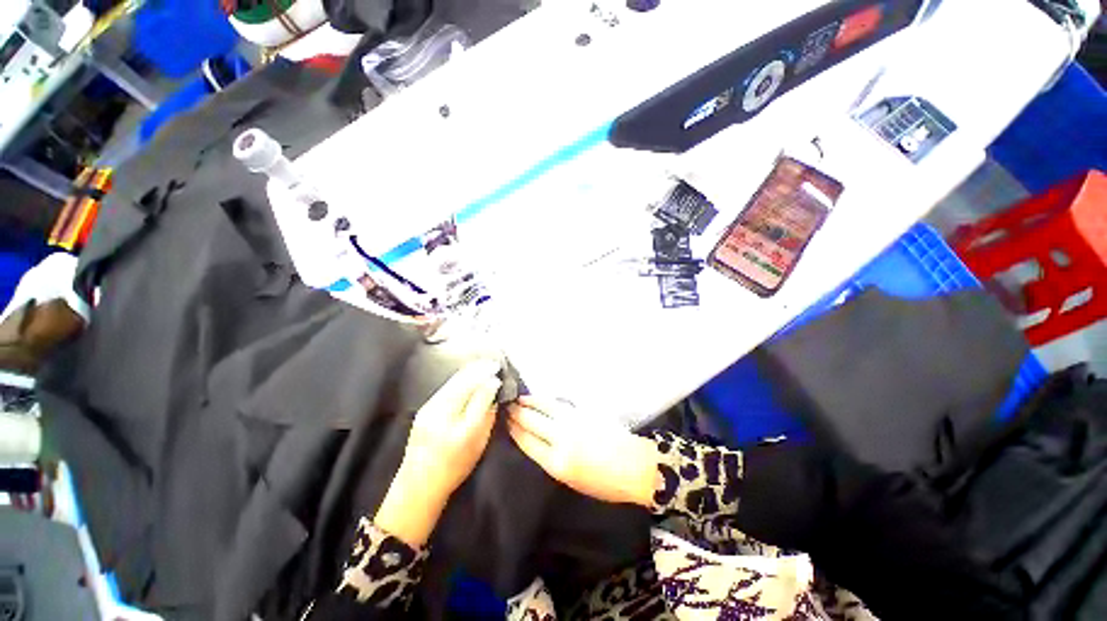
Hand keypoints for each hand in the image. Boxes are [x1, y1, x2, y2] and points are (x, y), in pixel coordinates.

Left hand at [375, 359, 501, 546]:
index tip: (498, 371)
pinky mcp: (424, 408)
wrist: (420, 483)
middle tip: (492, 363)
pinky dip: (459, 378)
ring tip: (482, 365)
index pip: (477, 394)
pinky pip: (446, 387)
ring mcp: (429, 409)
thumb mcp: (478, 443)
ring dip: (469, 371)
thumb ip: (487, 414)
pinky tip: (467, 375)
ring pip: (452, 382)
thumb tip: (493, 388)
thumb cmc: (455, 466)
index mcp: (459, 427)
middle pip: (462, 383)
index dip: (489, 380)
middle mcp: (442, 414)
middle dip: (479, 369)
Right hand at [507, 396, 659, 506]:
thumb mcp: (573, 482)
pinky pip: (559, 404)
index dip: (514, 430)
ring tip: (519, 399)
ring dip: (529, 402)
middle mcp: (562, 439)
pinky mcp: (584, 412)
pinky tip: (540, 399)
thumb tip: (537, 443)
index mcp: (557, 463)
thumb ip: (552, 460)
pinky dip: (546, 400)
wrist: (635, 466)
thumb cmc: (605, 484)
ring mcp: (573, 422)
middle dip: (517, 413)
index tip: (504, 422)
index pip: (527, 442)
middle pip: (532, 422)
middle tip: (506, 406)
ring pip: (545, 407)